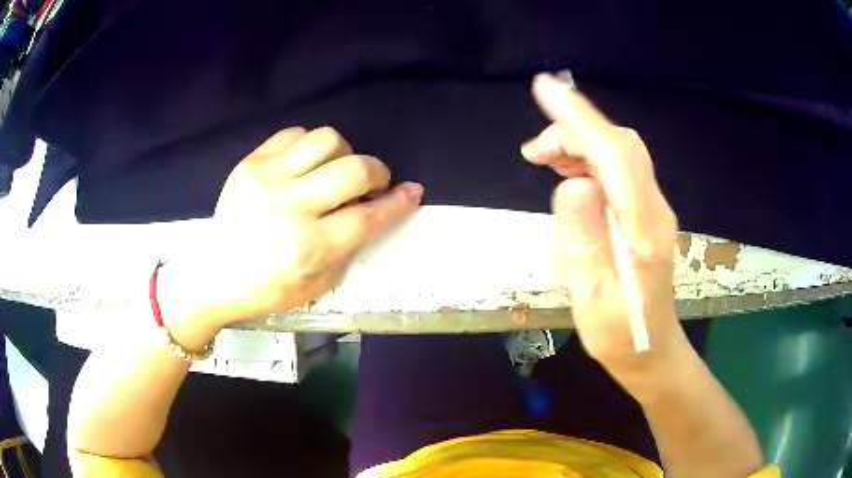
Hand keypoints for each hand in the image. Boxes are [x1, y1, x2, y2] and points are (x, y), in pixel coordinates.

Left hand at [159, 127, 422, 331]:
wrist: (216, 275)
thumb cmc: (269, 288)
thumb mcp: (318, 284)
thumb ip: (348, 246)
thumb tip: (373, 210)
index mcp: (308, 247)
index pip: (368, 217)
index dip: (398, 202)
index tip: (413, 192)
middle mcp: (290, 207)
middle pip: (353, 170)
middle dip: (377, 173)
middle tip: (373, 184)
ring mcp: (267, 179)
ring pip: (326, 140)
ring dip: (344, 153)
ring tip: (336, 169)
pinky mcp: (250, 163)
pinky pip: (293, 134)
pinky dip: (309, 145)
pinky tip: (307, 163)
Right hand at [522, 73, 686, 372]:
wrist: (650, 350)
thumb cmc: (619, 333)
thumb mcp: (592, 294)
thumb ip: (584, 238)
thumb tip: (571, 184)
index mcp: (644, 228)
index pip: (615, 155)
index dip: (581, 120)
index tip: (546, 89)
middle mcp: (654, 208)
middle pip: (621, 145)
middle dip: (576, 130)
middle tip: (534, 153)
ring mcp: (651, 208)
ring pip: (619, 152)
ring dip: (580, 143)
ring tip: (543, 160)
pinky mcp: (644, 212)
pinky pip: (618, 169)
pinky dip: (589, 158)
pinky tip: (568, 173)